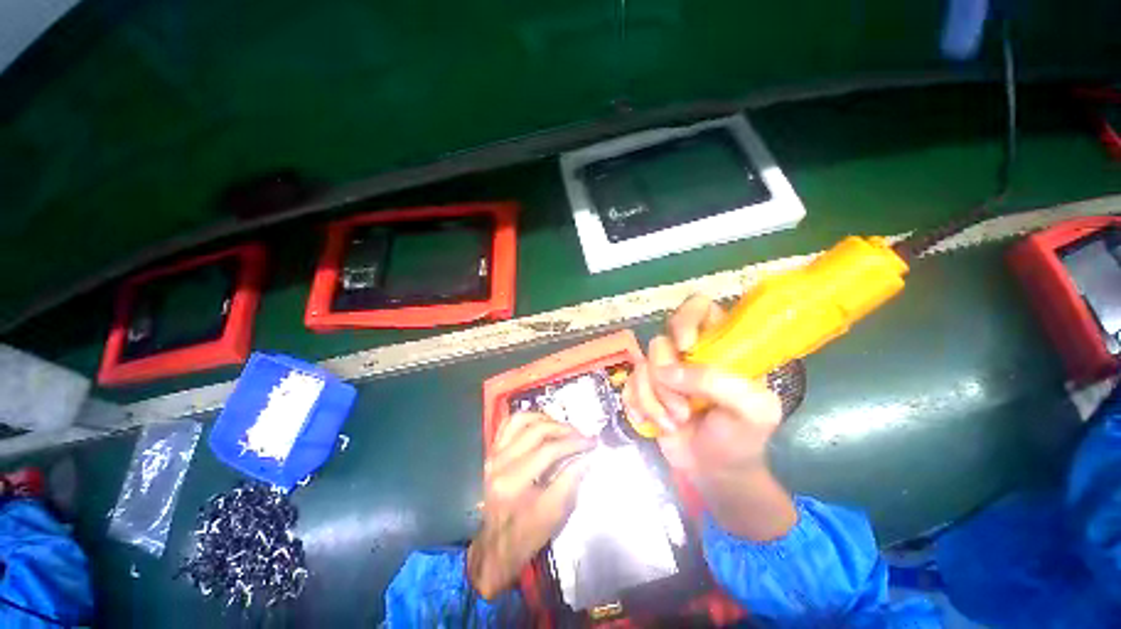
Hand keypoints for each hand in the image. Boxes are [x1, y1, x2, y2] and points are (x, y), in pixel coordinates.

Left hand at [467, 412, 593, 598]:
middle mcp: (500, 462)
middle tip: (581, 434)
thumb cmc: (526, 535)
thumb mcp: (554, 515)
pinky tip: (541, 424)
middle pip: (537, 431)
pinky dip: (527, 419)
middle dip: (564, 429)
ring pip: (521, 420)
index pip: (549, 450)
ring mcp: (493, 454)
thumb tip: (587, 456)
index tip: (591, 441)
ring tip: (563, 427)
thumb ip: (570, 481)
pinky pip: (508, 424)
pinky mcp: (492, 452)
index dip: (573, 443)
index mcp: (513, 482)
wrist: (496, 546)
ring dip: (545, 419)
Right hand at [623, 295, 796, 540]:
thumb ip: (719, 382)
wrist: (713, 472)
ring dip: (655, 400)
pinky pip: (629, 384)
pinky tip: (652, 424)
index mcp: (719, 346)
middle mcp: (688, 353)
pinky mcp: (645, 387)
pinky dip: (638, 406)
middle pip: (660, 341)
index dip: (686, 319)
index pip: (699, 307)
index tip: (685, 347)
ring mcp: (663, 370)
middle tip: (684, 409)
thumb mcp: (752, 411)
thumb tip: (669, 372)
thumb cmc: (741, 438)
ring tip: (674, 423)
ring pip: (642, 366)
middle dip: (666, 379)